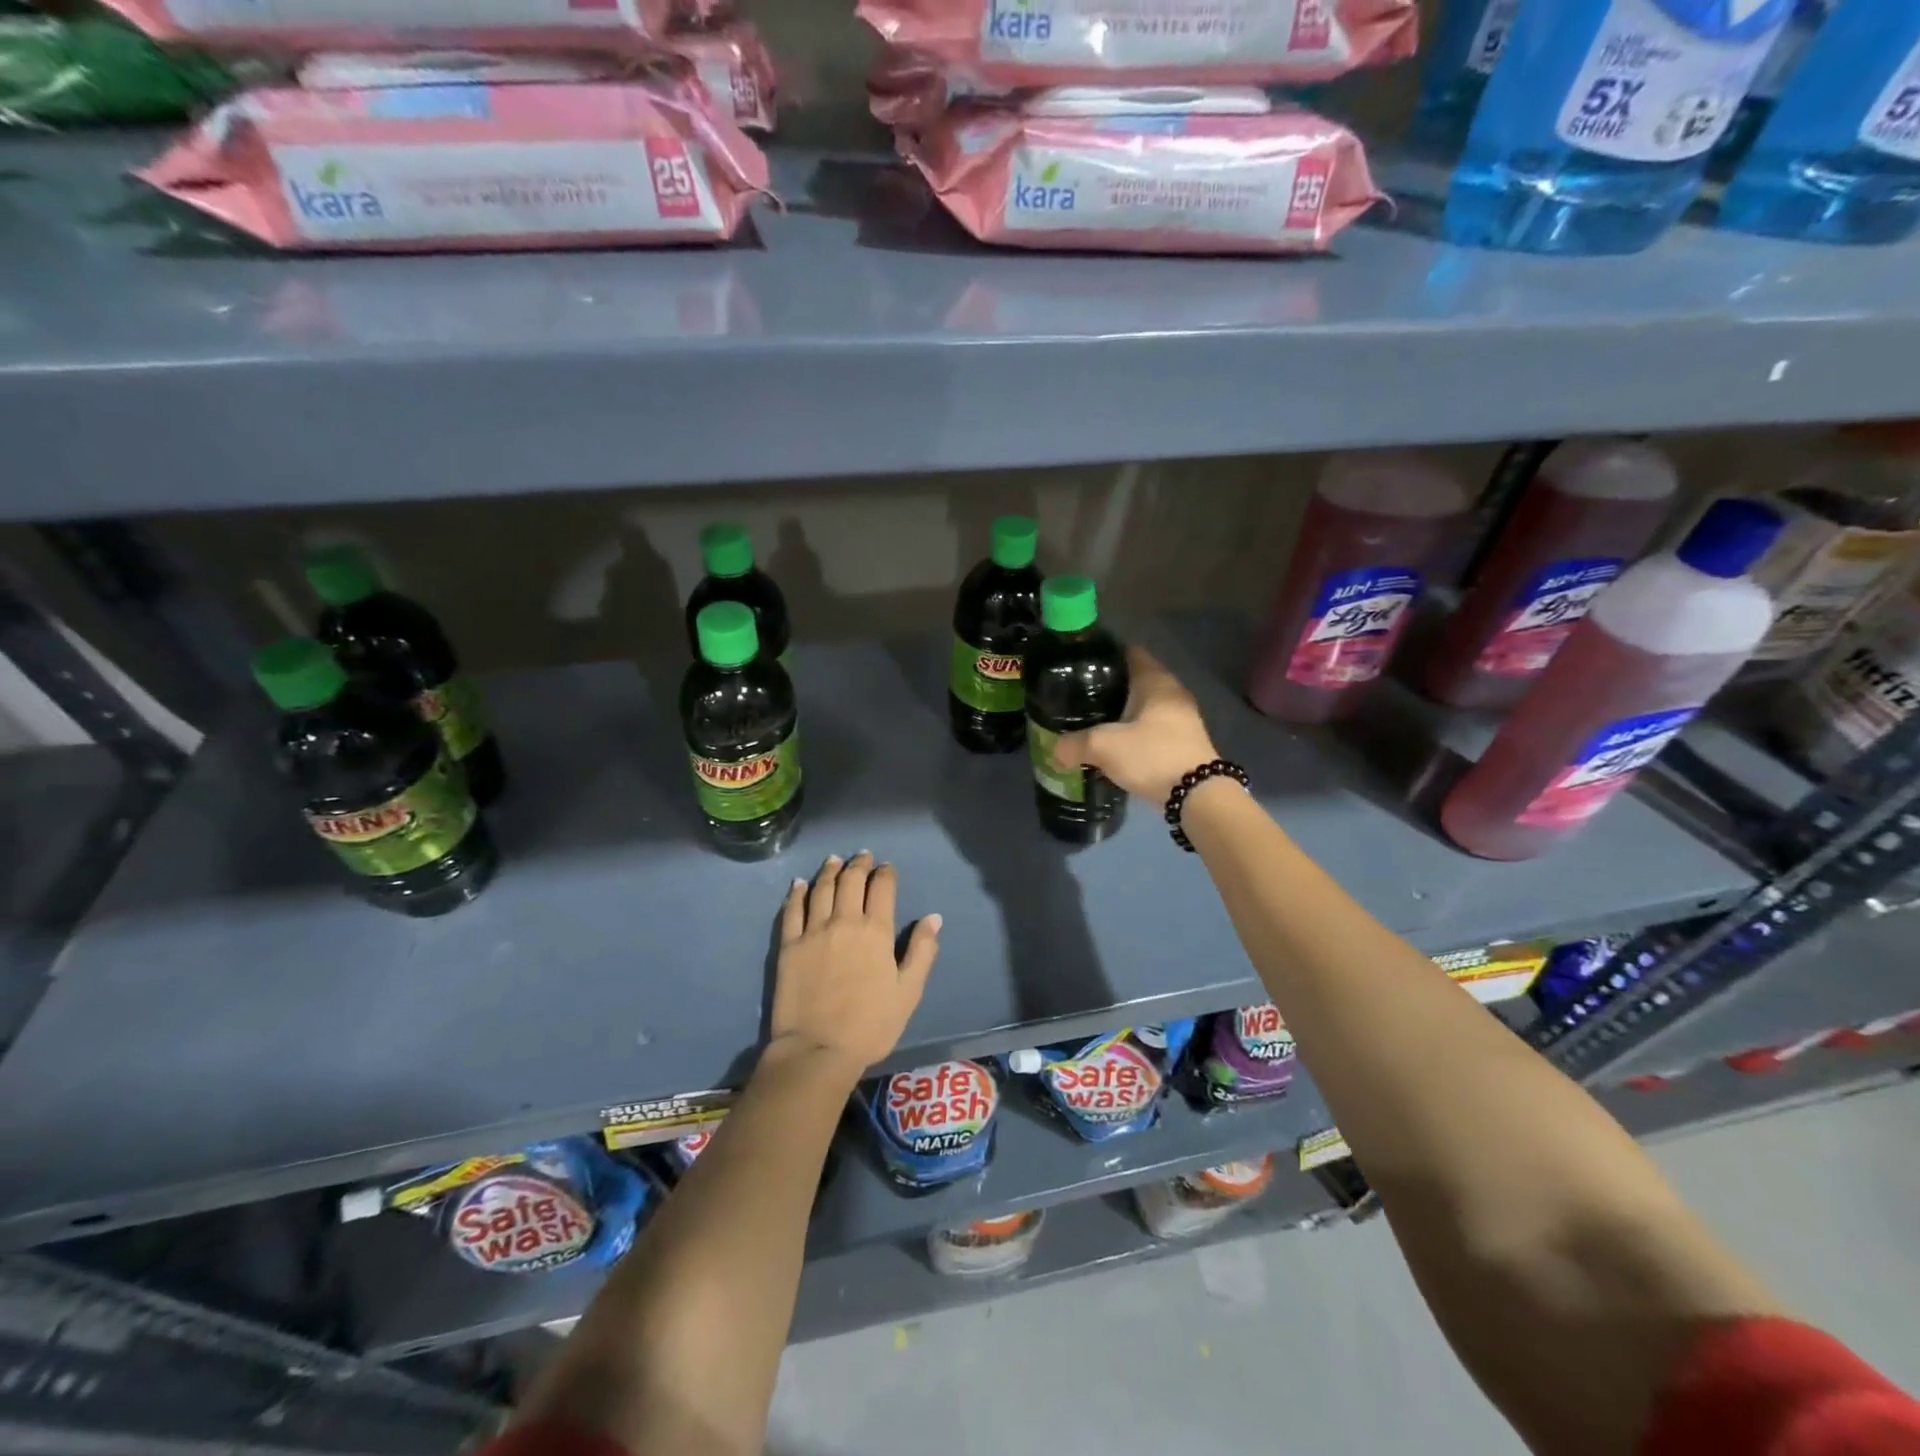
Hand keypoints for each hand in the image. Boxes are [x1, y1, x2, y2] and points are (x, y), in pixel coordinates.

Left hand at [768, 852, 940, 1079]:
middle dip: (859, 864)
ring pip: (821, 889)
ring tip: (834, 860)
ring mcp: (813, 931)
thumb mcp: (909, 992)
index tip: (886, 868)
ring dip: (830, 871)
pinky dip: (797, 893)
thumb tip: (933, 917)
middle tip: (862, 856)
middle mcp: (844, 921)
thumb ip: (922, 951)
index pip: (882, 888)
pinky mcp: (788, 945)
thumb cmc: (871, 1025)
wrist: (817, 1050)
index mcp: (876, 931)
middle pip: (851, 881)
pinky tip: (800, 884)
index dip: (885, 873)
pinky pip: (792, 910)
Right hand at [1053, 646, 1219, 805]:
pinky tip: (1116, 745)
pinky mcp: (1183, 742)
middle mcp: (1172, 692)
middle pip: (1136, 680)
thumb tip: (1055, 752)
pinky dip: (1134, 733)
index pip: (1129, 653)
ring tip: (1093, 721)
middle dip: (1109, 687)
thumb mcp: (1104, 746)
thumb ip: (1074, 745)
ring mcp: (1182, 718)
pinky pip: (1152, 728)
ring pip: (1144, 706)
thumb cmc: (1152, 755)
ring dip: (1122, 713)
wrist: (1197, 795)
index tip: (1081, 665)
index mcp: (1155, 681)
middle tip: (1080, 697)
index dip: (1105, 656)